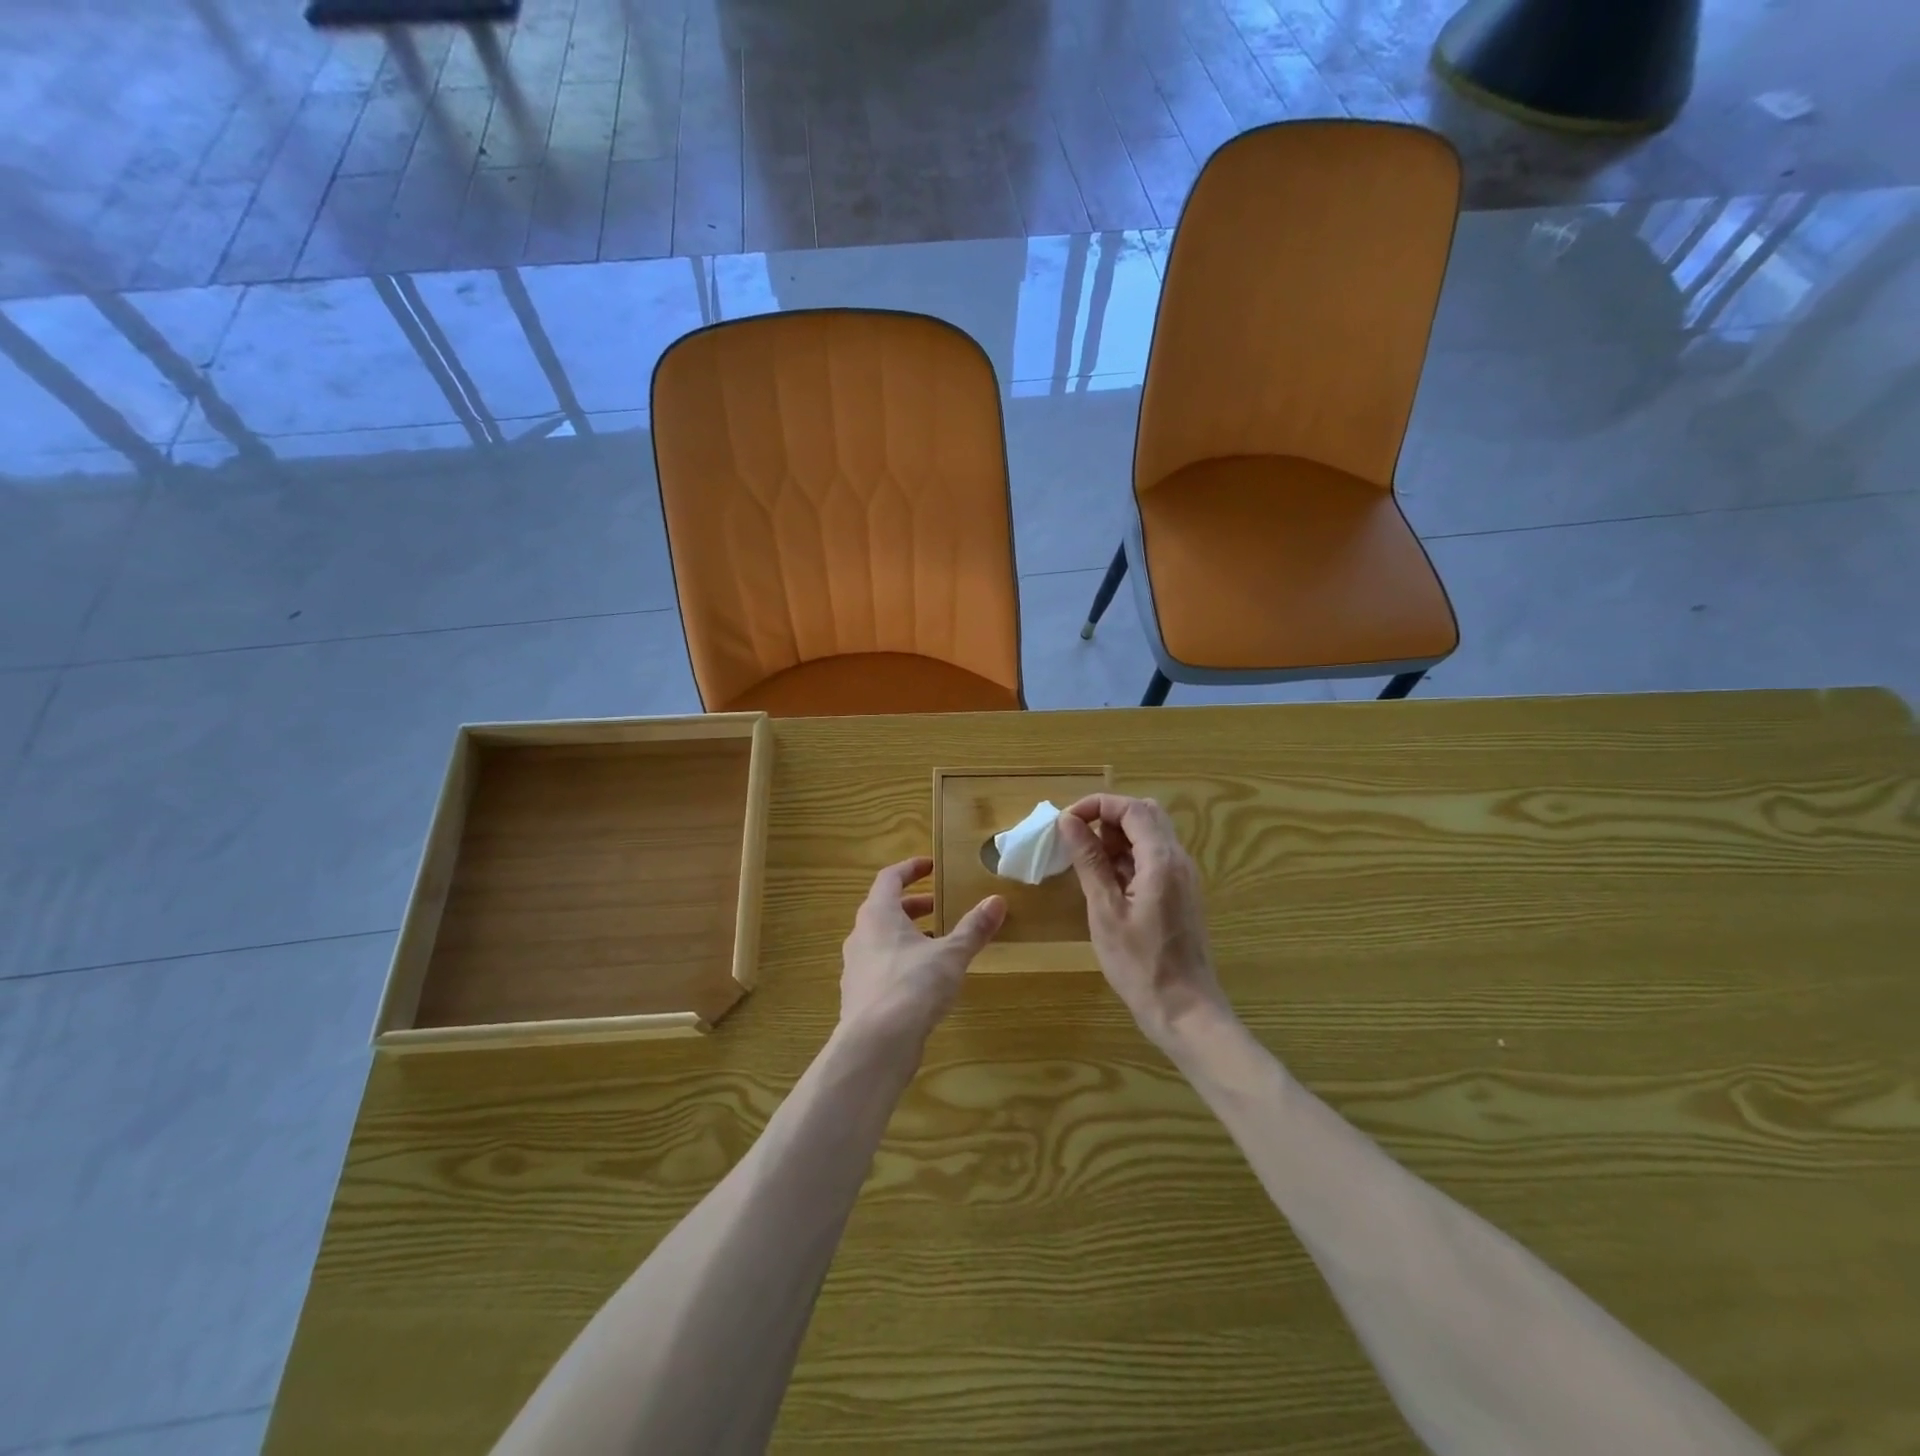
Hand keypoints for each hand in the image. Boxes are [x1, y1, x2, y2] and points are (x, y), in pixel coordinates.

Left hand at [838, 856, 1005, 1045]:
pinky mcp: (859, 996)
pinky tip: (923, 980)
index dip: (910, 869)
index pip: (889, 878)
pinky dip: (900, 962)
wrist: (875, 1045)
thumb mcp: (951, 955)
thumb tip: (997, 900)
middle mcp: (860, 935)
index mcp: (878, 914)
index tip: (931, 866)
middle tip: (939, 906)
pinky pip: (880, 967)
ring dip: (907, 935)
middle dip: (913, 905)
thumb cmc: (912, 986)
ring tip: (937, 944)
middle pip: (884, 909)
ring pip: (881, 940)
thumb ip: (973, 928)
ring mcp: (856, 967)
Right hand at [1055, 795, 1227, 1048]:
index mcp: (1162, 860)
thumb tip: (1069, 821)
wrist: (1184, 1011)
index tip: (1066, 822)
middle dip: (1108, 818)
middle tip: (1078, 840)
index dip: (1097, 805)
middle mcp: (1178, 860)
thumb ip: (1089, 861)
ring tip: (1087, 864)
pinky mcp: (1181, 894)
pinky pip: (1154, 858)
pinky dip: (1128, 858)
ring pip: (1151, 836)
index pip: (1132, 808)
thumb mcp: (1105, 910)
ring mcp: (1183, 877)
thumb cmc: (1140, 964)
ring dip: (1118, 838)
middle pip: (1145, 815)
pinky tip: (1107, 884)